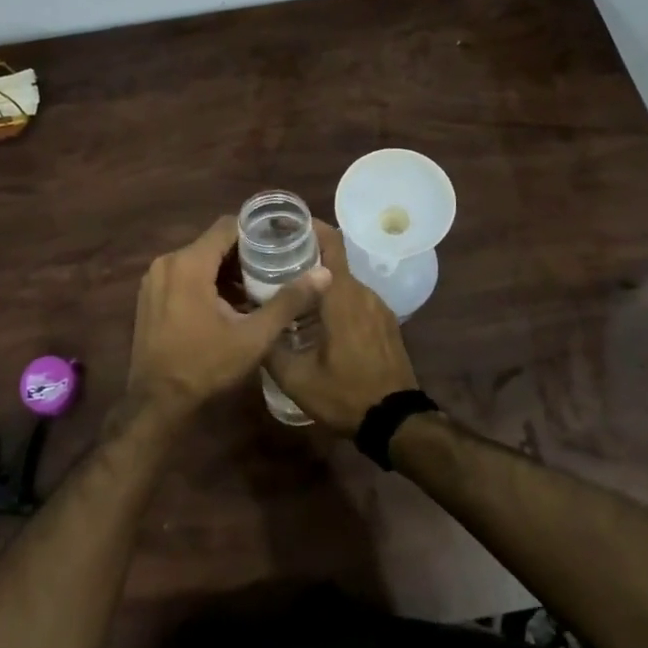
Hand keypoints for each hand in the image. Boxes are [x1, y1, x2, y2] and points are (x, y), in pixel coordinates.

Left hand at [127, 217, 329, 417]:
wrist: (157, 401)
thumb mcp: (253, 336)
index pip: (226, 226)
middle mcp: (167, 262)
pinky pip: (183, 274)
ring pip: (197, 259)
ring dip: (225, 269)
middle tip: (274, 268)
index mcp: (189, 263)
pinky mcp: (149, 295)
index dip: (255, 231)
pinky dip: (205, 280)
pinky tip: (227, 303)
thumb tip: (324, 274)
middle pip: (212, 242)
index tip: (281, 242)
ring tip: (256, 287)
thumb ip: (288, 301)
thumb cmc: (205, 365)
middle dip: (243, 253)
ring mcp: (154, 279)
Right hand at [267, 223, 420, 435]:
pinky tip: (317, 317)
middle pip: (333, 260)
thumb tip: (251, 325)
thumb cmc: (345, 394)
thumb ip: (270, 346)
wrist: (396, 423)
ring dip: (320, 281)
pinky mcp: (386, 323)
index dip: (310, 226)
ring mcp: (379, 307)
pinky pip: (356, 298)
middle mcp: (363, 292)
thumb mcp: (296, 378)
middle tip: (274, 261)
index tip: (285, 224)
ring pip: (344, 281)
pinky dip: (335, 298)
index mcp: (342, 296)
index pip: (330, 242)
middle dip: (305, 255)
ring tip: (291, 290)